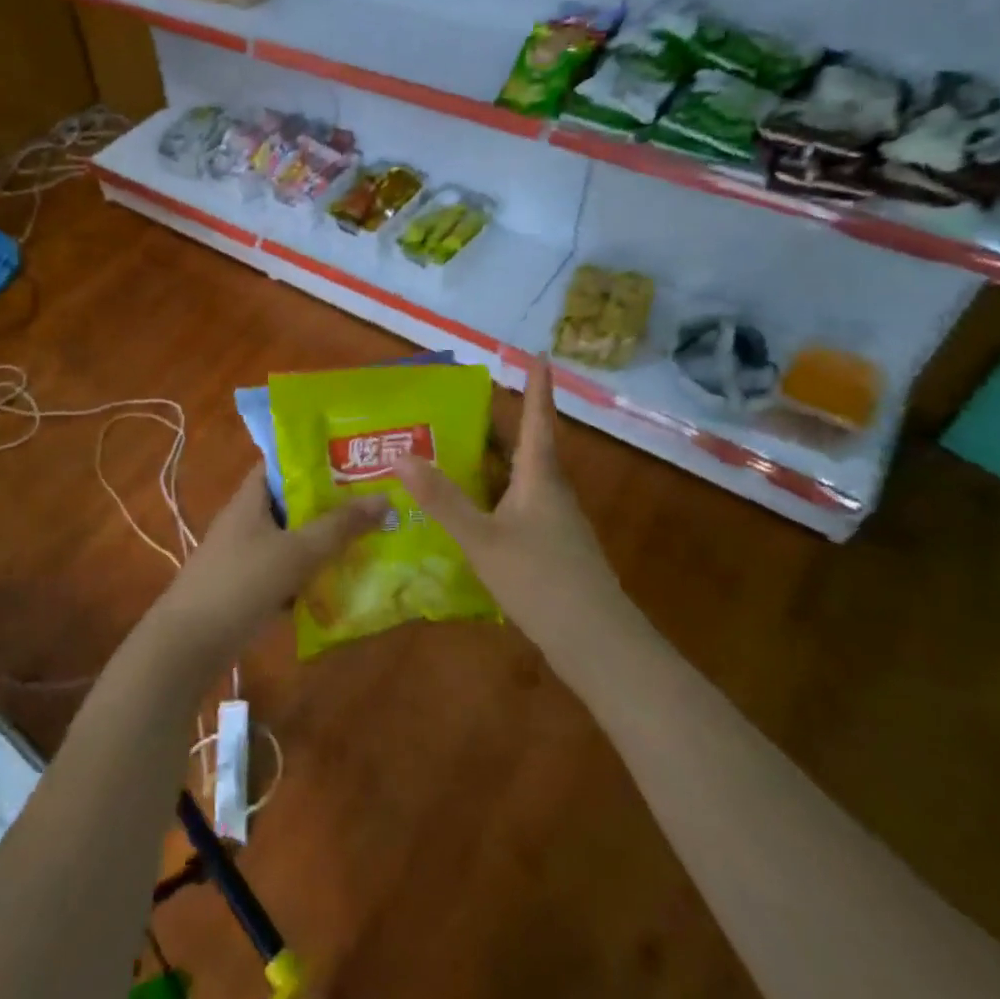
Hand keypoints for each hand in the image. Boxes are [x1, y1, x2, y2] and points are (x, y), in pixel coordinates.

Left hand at [146, 465, 388, 674]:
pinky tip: (341, 586)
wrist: (189, 645)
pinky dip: (309, 576)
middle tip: (374, 503)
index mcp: (251, 498)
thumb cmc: (241, 583)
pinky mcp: (247, 587)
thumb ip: (340, 526)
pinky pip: (286, 572)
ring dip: (323, 543)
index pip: (282, 463)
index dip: (315, 458)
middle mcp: (247, 520)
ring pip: (292, 540)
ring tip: (368, 541)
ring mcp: (245, 555)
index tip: (354, 459)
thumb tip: (385, 498)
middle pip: (293, 503)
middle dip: (330, 505)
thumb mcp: (296, 552)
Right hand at [394, 356, 621, 659]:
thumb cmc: (542, 580)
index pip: (538, 418)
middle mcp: (551, 491)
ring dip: (494, 460)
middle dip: (498, 423)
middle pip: (526, 445)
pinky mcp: (553, 547)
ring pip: (522, 477)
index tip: (538, 354)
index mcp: (539, 477)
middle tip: (461, 405)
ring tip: (456, 451)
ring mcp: (556, 521)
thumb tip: (400, 456)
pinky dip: (495, 493)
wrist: (599, 644)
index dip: (537, 386)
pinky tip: (473, 509)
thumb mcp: (483, 539)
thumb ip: (442, 500)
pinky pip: (520, 504)